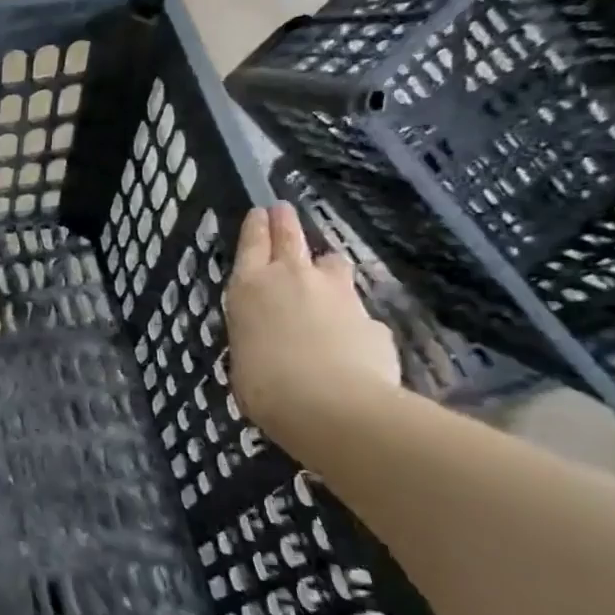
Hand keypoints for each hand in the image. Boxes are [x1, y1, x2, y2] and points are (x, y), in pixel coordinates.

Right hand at [226, 203, 400, 435]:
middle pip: (290, 237)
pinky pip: (358, 310)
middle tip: (283, 209)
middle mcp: (293, 278)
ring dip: (325, 265)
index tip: (260, 211)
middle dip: (285, 222)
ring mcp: (337, 295)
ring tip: (323, 270)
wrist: (330, 404)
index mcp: (250, 287)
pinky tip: (351, 338)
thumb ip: (258, 334)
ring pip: (332, 263)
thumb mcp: (244, 356)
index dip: (256, 226)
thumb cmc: (264, 385)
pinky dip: (352, 317)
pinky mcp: (371, 319)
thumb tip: (277, 336)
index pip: (252, 244)